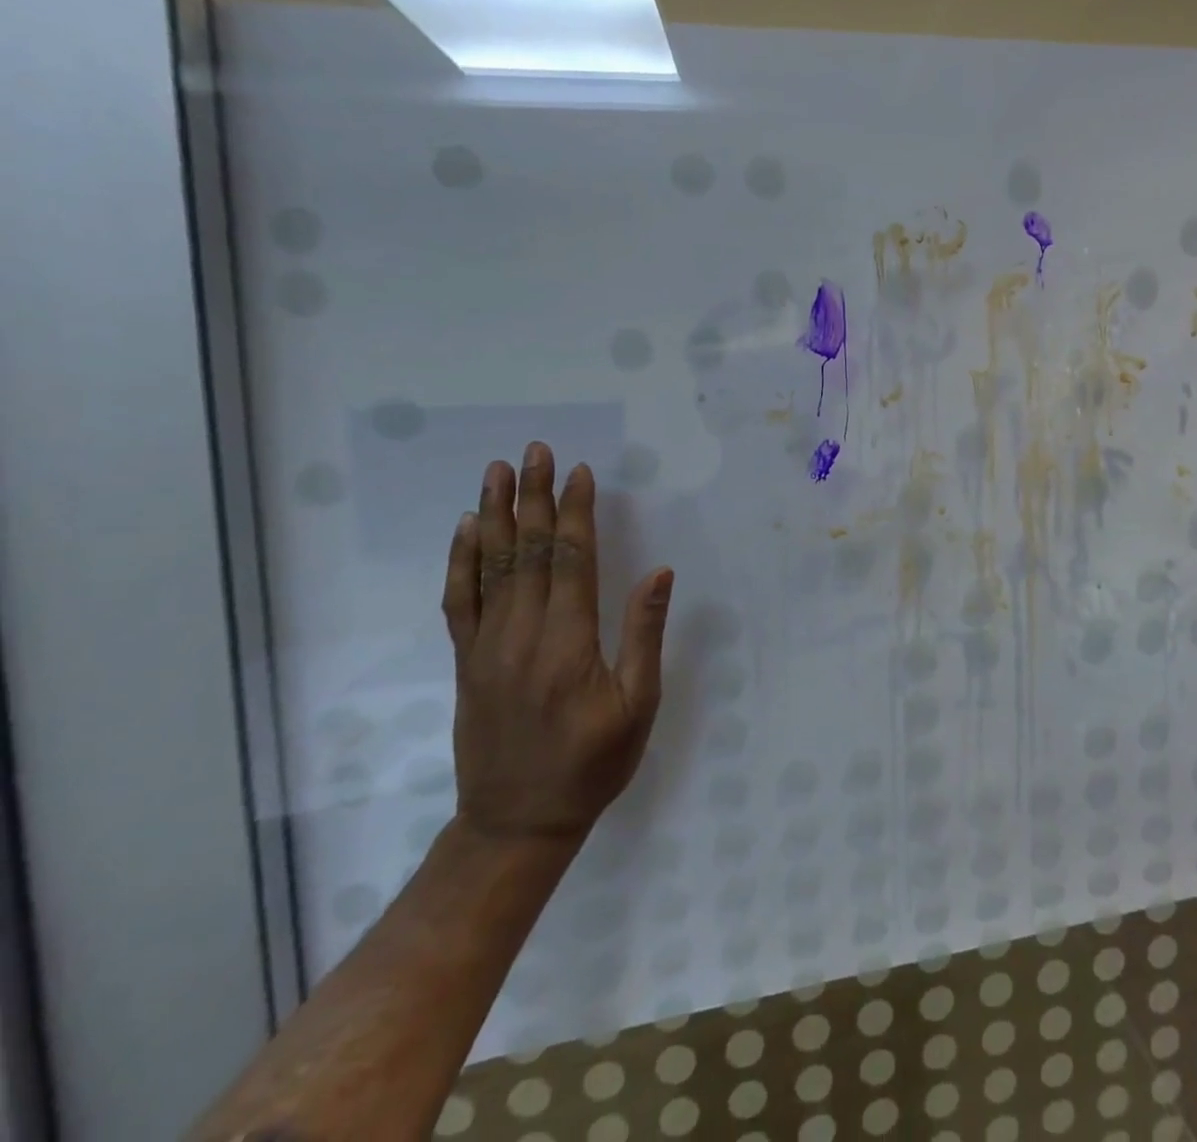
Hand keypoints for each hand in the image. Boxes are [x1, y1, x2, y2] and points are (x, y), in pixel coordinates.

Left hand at [442, 442, 674, 845]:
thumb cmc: (593, 764)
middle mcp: (522, 635)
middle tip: (536, 451)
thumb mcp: (638, 705)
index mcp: (568, 643)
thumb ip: (644, 634)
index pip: (572, 560)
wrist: (517, 822)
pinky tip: (468, 530)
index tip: (580, 472)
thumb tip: (659, 572)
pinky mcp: (467, 662)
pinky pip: (459, 602)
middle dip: (535, 497)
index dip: (577, 513)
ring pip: (490, 568)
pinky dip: (461, 561)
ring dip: (497, 515)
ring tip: (498, 472)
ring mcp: (487, 647)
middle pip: (529, 552)